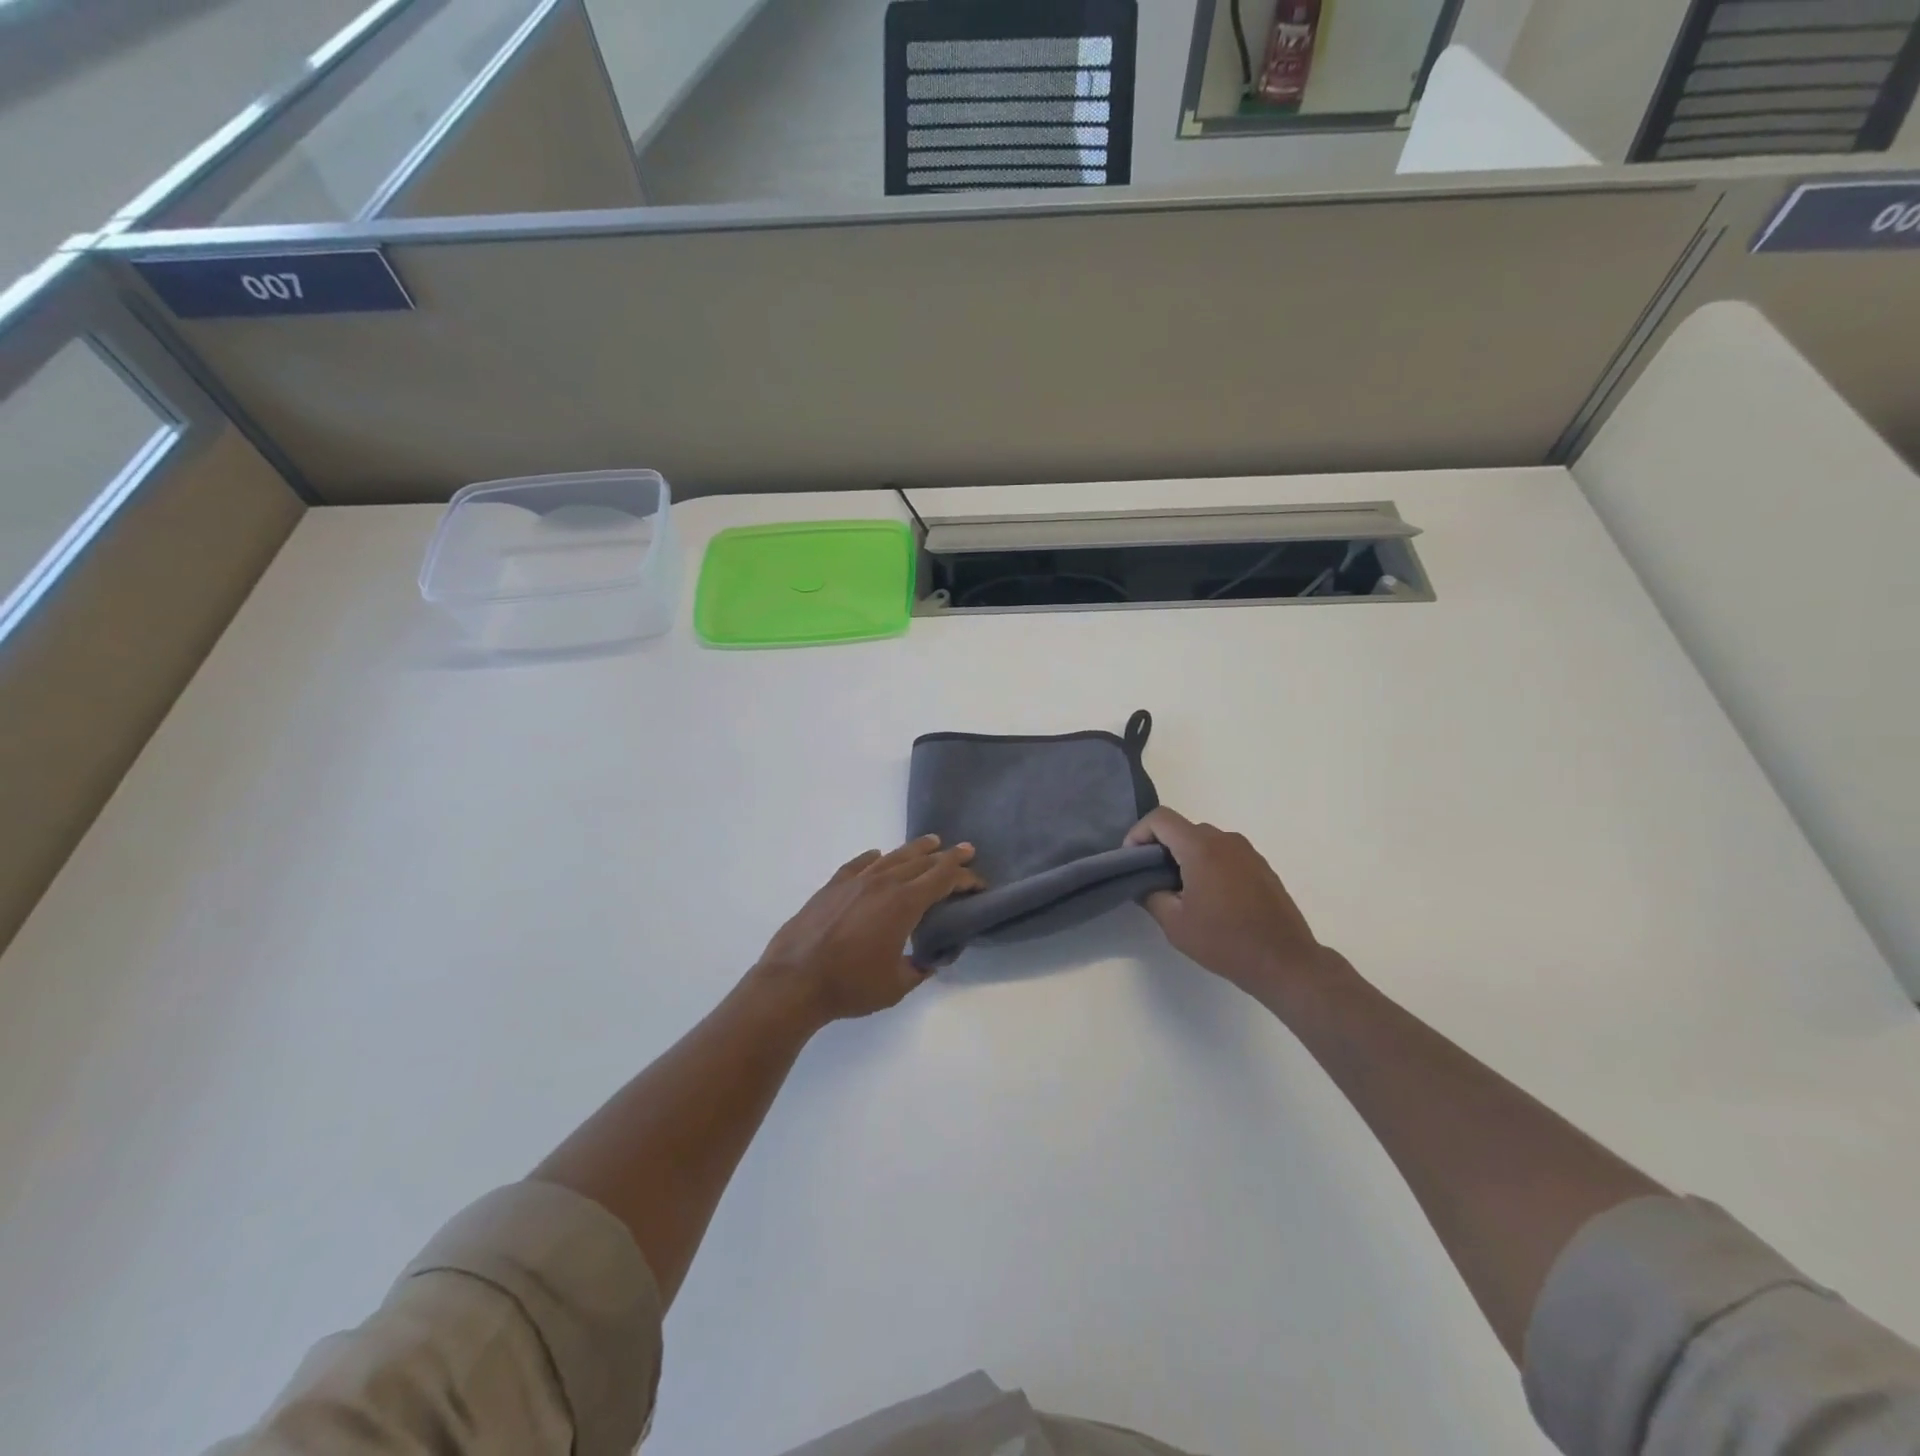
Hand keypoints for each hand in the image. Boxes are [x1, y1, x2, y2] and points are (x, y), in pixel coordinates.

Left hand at [754, 836, 983, 1024]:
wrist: (794, 980)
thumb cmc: (851, 986)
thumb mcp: (896, 985)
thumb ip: (919, 969)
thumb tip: (932, 959)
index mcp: (904, 904)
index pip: (943, 880)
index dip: (965, 877)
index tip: (979, 881)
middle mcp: (883, 883)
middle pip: (922, 862)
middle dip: (947, 857)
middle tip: (964, 850)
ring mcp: (855, 881)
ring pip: (892, 857)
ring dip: (915, 849)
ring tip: (931, 842)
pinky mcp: (832, 886)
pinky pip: (859, 863)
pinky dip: (873, 857)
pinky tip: (878, 855)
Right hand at [1125, 808, 1345, 1002]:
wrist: (1284, 961)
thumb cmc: (1225, 941)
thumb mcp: (1175, 924)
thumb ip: (1151, 895)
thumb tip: (1144, 882)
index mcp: (1201, 848)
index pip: (1160, 819)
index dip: (1138, 833)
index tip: (1131, 860)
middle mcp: (1225, 840)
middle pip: (1182, 828)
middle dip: (1161, 847)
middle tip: (1151, 879)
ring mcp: (1247, 851)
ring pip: (1204, 840)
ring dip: (1185, 856)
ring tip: (1180, 891)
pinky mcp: (1261, 865)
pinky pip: (1224, 853)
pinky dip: (1208, 864)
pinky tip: (1210, 897)